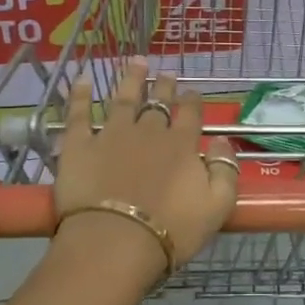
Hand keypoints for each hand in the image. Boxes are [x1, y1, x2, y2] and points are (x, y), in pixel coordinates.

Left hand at [52, 59, 237, 275]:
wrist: (116, 242)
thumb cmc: (172, 230)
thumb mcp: (217, 206)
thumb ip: (225, 170)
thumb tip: (223, 141)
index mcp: (181, 145)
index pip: (190, 114)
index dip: (192, 102)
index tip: (192, 93)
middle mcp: (149, 132)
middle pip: (158, 103)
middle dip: (164, 86)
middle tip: (166, 73)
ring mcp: (112, 135)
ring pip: (123, 99)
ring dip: (131, 79)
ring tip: (136, 62)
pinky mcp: (80, 146)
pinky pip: (79, 115)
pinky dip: (80, 95)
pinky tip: (82, 79)